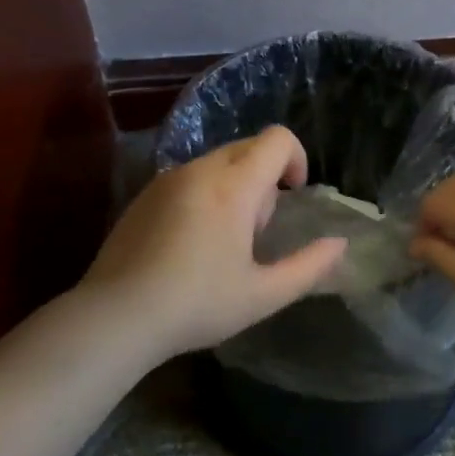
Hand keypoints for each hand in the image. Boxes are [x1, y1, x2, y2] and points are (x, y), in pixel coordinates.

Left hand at [78, 125, 348, 361]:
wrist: (115, 316)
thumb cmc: (197, 304)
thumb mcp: (263, 295)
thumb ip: (309, 267)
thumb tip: (339, 245)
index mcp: (234, 186)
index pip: (277, 139)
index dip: (296, 158)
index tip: (293, 194)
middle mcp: (201, 170)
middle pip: (248, 147)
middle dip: (265, 176)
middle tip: (256, 229)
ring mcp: (168, 178)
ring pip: (218, 161)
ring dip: (235, 185)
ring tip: (224, 239)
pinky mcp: (145, 193)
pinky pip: (190, 176)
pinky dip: (205, 193)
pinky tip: (191, 242)